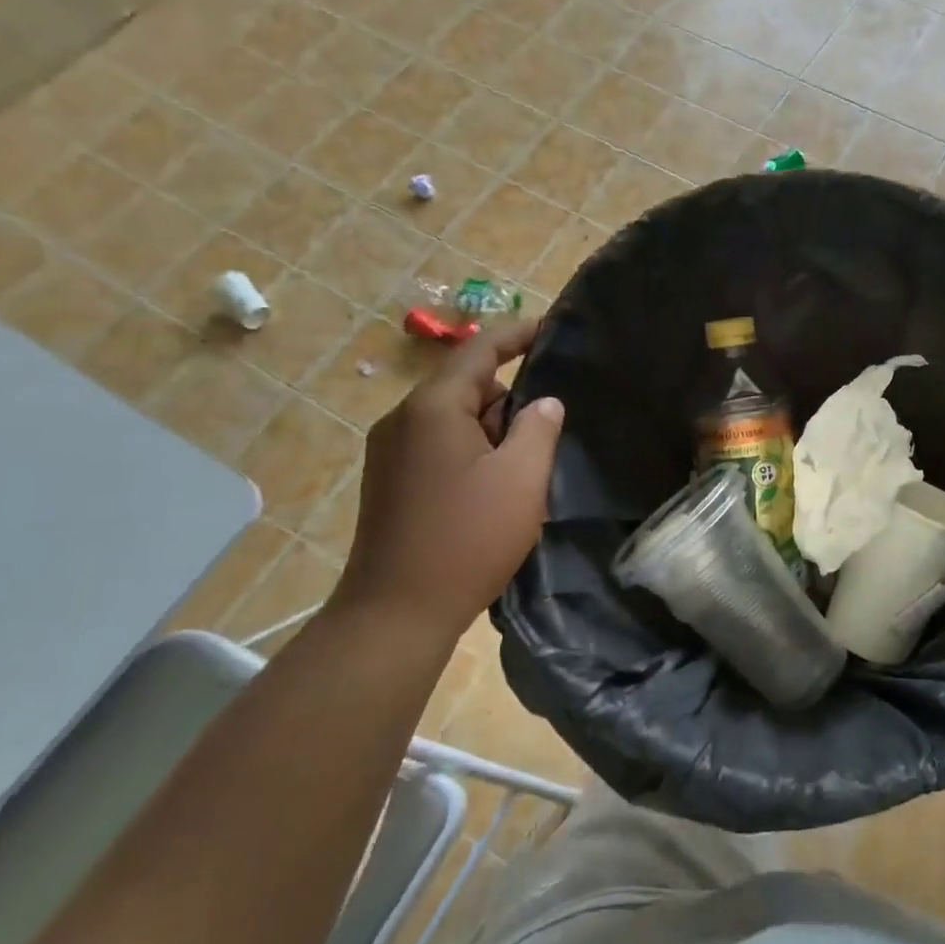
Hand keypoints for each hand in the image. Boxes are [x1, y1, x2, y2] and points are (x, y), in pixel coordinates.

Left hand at [329, 320, 562, 635]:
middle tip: (553, 420)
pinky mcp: (390, 482)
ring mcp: (390, 452)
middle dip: (511, 396)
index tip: (554, 330)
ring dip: (492, 429)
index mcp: (432, 407)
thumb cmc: (466, 538)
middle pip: (466, 385)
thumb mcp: (521, 479)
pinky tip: (496, 486)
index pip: (480, 349)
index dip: (519, 334)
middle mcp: (403, 419)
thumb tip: (544, 402)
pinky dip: (472, 450)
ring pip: (454, 419)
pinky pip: (439, 446)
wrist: (395, 613)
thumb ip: (539, 428)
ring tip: (529, 461)